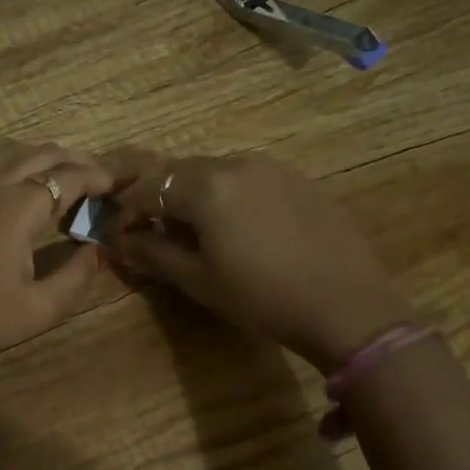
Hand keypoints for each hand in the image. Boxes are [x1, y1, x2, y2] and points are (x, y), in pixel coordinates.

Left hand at [0, 145, 113, 369]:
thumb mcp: (38, 309)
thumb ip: (76, 275)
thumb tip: (99, 249)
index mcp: (17, 208)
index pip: (69, 177)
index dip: (101, 176)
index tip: (127, 180)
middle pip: (44, 154)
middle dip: (80, 161)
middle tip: (106, 180)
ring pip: (18, 155)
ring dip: (51, 160)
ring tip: (75, 181)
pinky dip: (25, 167)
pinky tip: (34, 192)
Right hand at [112, 154, 415, 370]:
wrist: (347, 306)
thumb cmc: (262, 298)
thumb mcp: (199, 280)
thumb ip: (154, 253)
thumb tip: (121, 242)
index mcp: (206, 186)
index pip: (148, 188)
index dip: (128, 212)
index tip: (123, 237)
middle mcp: (237, 163)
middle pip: (181, 172)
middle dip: (160, 199)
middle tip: (156, 234)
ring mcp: (273, 168)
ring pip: (216, 173)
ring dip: (196, 195)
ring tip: (199, 232)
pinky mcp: (299, 179)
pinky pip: (249, 179)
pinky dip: (230, 196)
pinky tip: (242, 229)